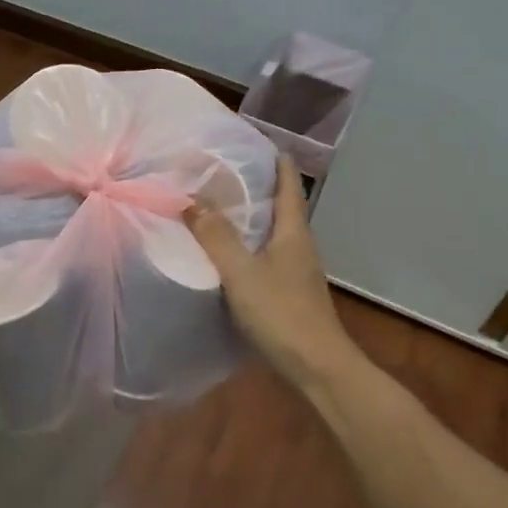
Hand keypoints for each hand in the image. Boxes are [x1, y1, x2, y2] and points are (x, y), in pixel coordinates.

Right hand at [184, 156, 357, 390]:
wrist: (317, 367)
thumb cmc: (281, 313)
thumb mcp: (241, 272)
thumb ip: (215, 236)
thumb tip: (190, 199)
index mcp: (293, 231)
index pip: (288, 182)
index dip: (274, 158)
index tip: (249, 140)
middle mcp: (299, 244)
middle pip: (280, 205)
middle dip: (254, 185)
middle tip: (219, 171)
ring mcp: (296, 270)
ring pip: (272, 232)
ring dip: (249, 216)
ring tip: (216, 207)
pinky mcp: (289, 292)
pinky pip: (266, 256)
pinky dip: (247, 245)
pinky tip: (226, 254)